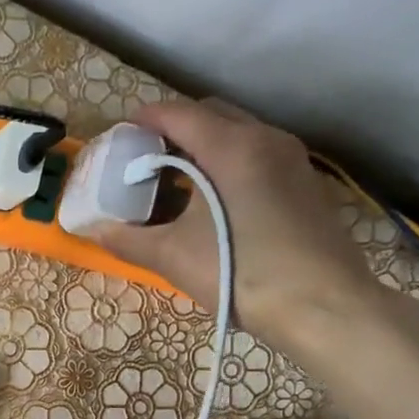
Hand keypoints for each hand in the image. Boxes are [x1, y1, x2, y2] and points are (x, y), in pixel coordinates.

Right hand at [87, 100, 394, 355]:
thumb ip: (128, 240)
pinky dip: (229, 162)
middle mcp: (265, 138)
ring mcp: (291, 159)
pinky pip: (258, 155)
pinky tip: (215, 199)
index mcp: (230, 146)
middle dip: (174, 127)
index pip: (178, 113)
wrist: (323, 306)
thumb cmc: (241, 272)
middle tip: (145, 157)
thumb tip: (95, 230)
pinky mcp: (305, 183)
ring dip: (204, 145)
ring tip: (176, 179)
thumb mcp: (173, 257)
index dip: (143, 119)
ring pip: (238, 133)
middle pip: (211, 113)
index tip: (120, 135)